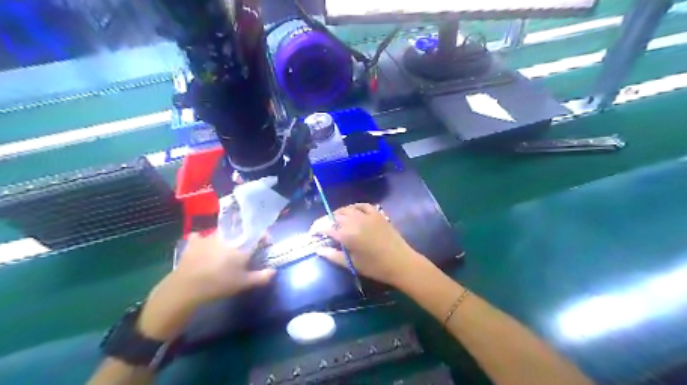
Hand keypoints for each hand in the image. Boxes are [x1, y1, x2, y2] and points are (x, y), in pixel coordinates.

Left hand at [174, 230, 276, 301]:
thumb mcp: (244, 283)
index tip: (266, 242)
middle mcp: (227, 237)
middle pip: (239, 231)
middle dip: (244, 237)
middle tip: (244, 248)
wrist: (187, 286)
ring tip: (225, 249)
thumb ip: (261, 277)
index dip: (264, 237)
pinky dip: (202, 240)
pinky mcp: (194, 242)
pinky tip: (201, 245)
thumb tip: (274, 271)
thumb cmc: (219, 284)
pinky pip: (199, 237)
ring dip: (226, 238)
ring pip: (222, 233)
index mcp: (241, 245)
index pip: (257, 234)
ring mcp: (209, 237)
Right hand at [311, 204, 424, 287]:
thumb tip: (318, 249)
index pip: (326, 227)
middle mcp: (355, 221)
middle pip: (335, 216)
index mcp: (347, 235)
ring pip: (347, 209)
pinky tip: (352, 212)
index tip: (312, 233)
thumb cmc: (375, 267)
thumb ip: (333, 255)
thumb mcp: (352, 264)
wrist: (400, 262)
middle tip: (324, 229)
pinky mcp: (377, 214)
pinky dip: (354, 207)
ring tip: (336, 221)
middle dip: (327, 221)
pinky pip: (362, 205)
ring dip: (338, 214)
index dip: (317, 229)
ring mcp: (367, 215)